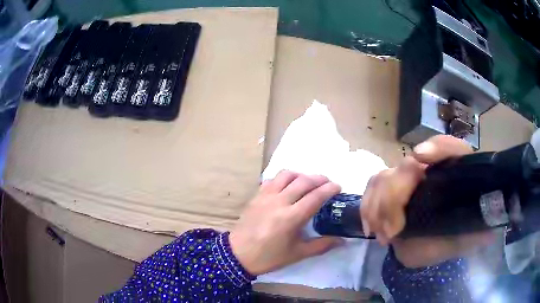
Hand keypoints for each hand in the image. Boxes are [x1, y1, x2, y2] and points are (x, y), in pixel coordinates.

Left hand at [229, 171, 342, 275]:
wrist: (238, 254)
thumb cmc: (269, 257)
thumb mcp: (297, 254)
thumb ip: (321, 245)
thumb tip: (342, 241)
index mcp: (291, 217)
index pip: (315, 196)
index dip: (329, 189)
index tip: (338, 187)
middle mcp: (279, 201)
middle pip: (304, 181)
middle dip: (320, 179)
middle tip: (328, 183)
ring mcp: (266, 196)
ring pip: (287, 175)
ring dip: (302, 175)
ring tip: (308, 183)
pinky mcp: (257, 195)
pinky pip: (273, 179)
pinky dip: (284, 178)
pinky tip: (288, 186)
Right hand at [360, 135, 495, 267]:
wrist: (431, 245)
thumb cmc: (452, 238)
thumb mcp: (467, 238)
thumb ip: (477, 234)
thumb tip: (488, 230)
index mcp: (453, 173)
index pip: (449, 148)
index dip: (437, 148)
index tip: (421, 158)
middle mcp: (429, 170)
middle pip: (407, 165)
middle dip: (395, 194)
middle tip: (394, 230)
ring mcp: (407, 179)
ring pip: (384, 176)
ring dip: (378, 205)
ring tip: (383, 234)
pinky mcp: (389, 191)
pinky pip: (372, 188)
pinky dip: (368, 206)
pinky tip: (371, 228)